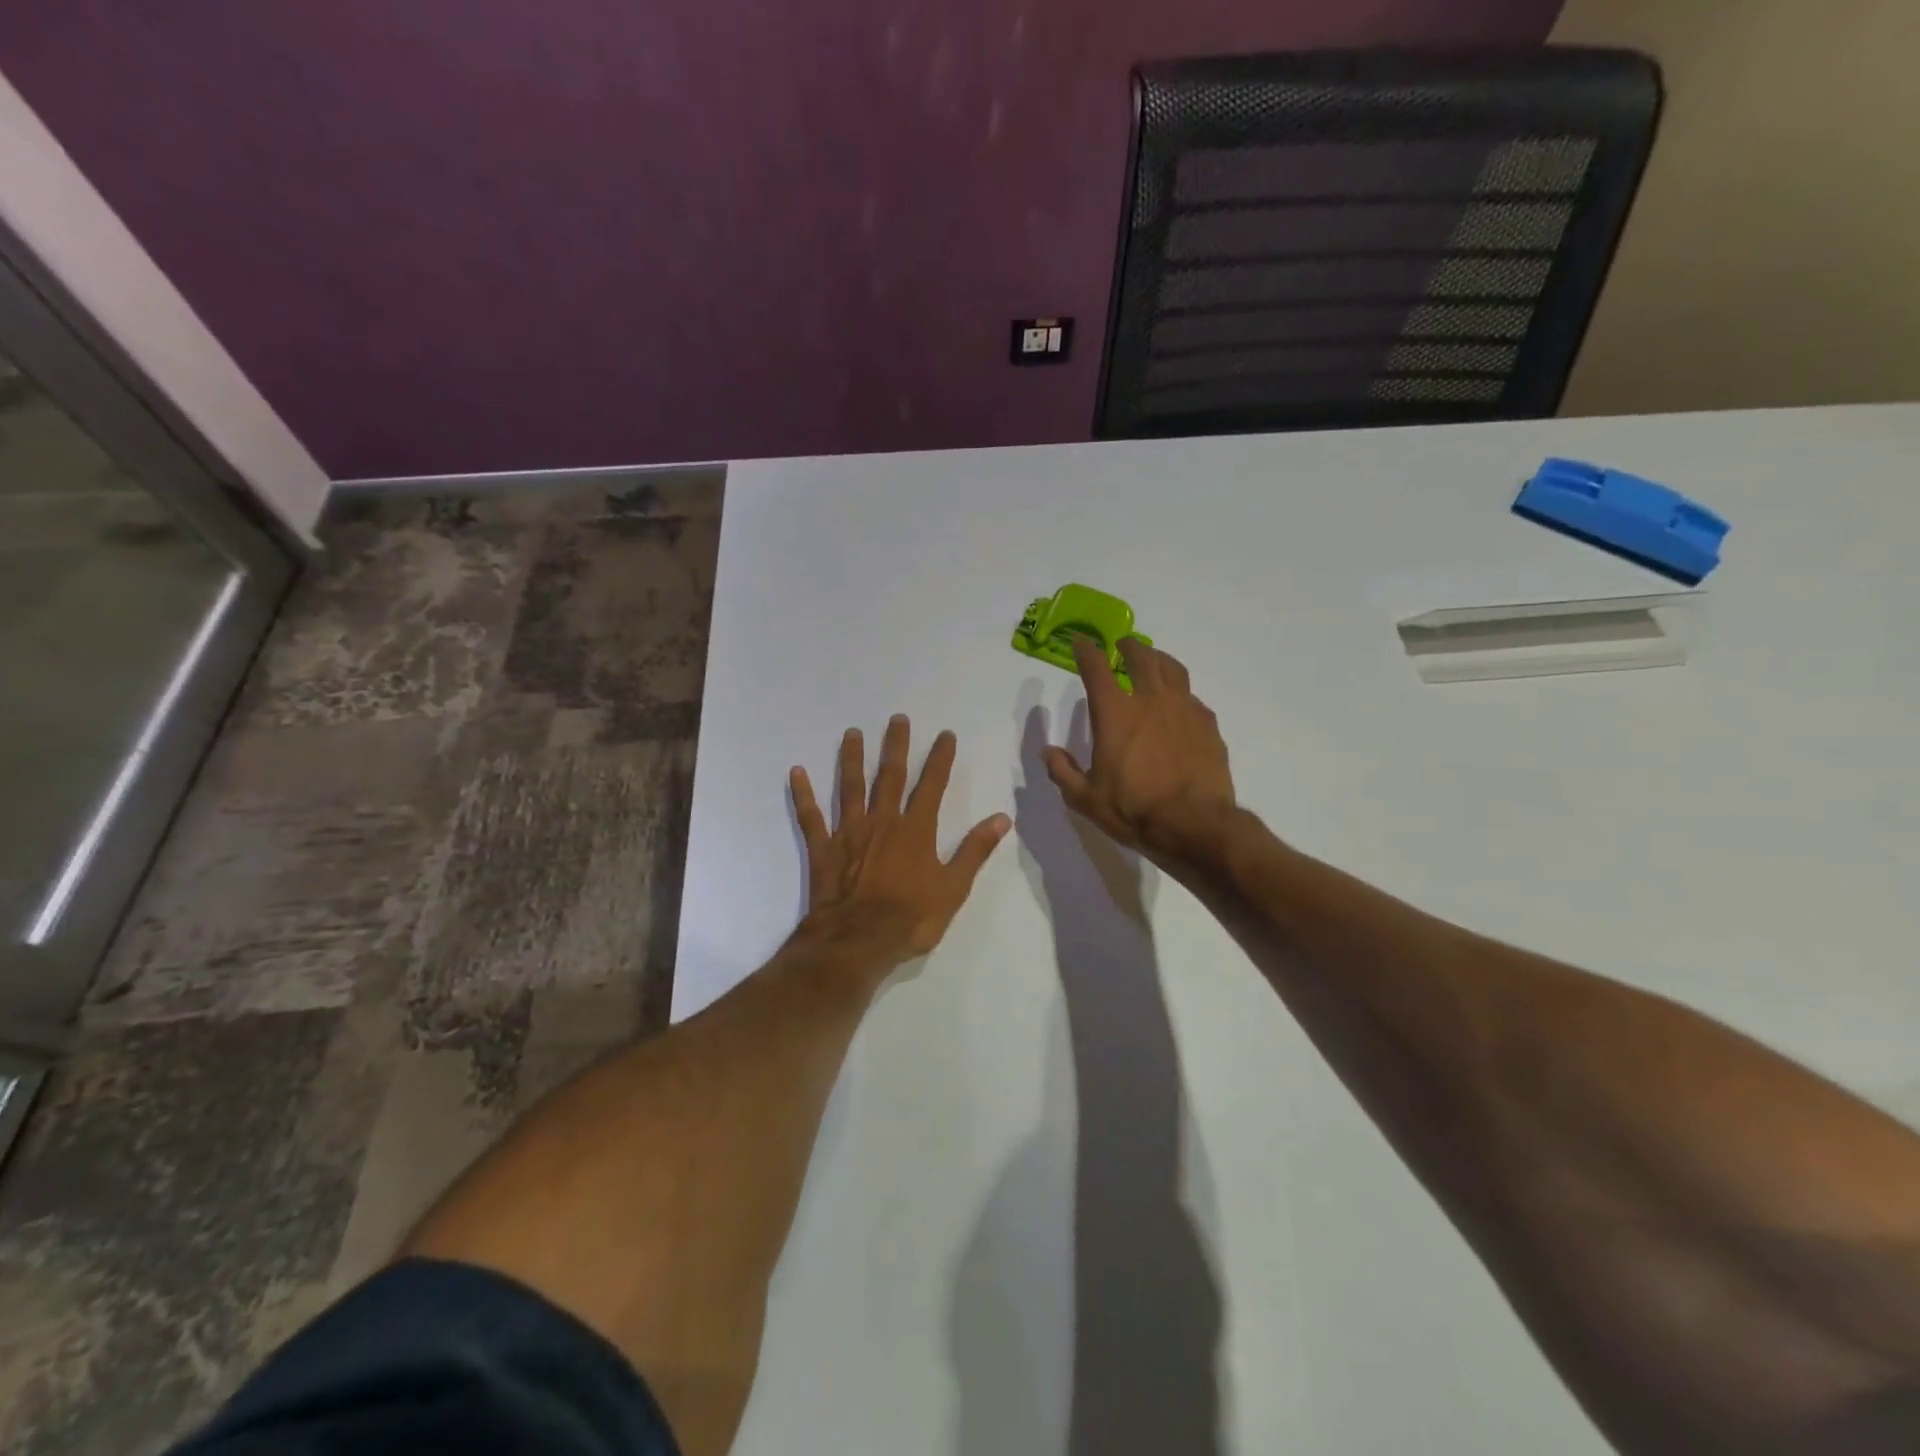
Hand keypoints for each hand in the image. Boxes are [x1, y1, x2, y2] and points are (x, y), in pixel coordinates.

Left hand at [790, 715, 1010, 968]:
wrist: (858, 942)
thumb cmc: (911, 918)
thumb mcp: (953, 888)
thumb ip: (975, 850)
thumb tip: (1002, 818)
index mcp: (915, 830)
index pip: (931, 785)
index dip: (939, 759)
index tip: (945, 734)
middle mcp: (882, 822)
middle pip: (889, 776)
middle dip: (895, 746)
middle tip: (897, 718)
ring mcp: (849, 833)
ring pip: (850, 787)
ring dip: (851, 759)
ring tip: (851, 733)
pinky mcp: (823, 849)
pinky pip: (811, 817)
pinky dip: (803, 794)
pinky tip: (796, 772)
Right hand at [1043, 636, 1236, 866]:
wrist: (1195, 824)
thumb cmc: (1134, 810)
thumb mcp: (1085, 798)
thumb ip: (1063, 772)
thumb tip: (1048, 752)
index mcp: (1115, 713)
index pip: (1096, 669)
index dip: (1086, 651)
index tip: (1081, 642)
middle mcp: (1150, 700)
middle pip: (1142, 658)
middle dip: (1129, 647)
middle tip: (1123, 645)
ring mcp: (1184, 709)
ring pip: (1173, 670)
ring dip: (1159, 659)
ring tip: (1154, 660)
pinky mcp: (1208, 725)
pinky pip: (1192, 698)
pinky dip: (1181, 694)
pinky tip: (1179, 705)